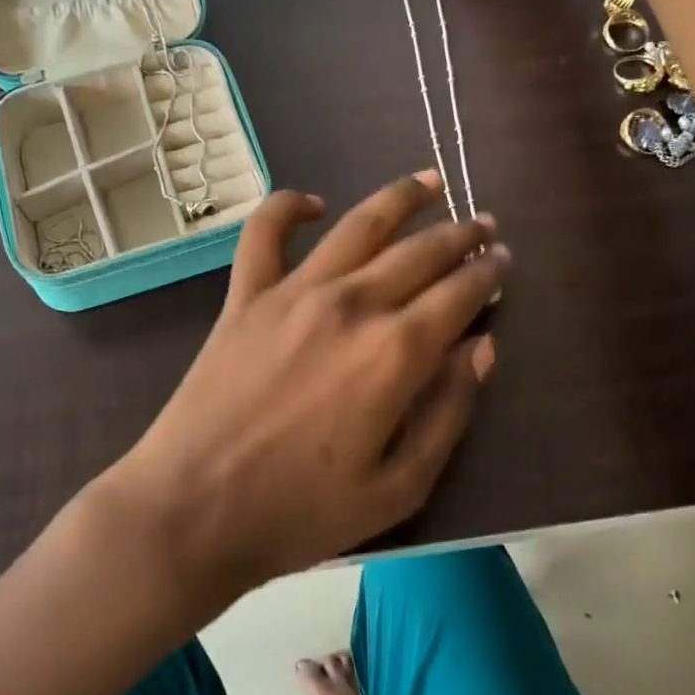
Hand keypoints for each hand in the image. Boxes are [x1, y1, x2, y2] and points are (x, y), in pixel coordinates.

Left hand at [111, 173, 506, 596]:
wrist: (191, 511)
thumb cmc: (300, 513)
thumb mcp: (399, 487)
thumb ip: (448, 413)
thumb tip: (481, 348)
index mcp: (395, 353)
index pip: (459, 294)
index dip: (488, 274)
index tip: (504, 261)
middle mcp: (351, 305)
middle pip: (420, 252)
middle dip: (460, 235)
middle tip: (483, 224)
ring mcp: (293, 293)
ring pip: (358, 226)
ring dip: (400, 199)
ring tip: (429, 181)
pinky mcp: (244, 297)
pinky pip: (265, 233)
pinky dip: (288, 206)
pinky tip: (313, 201)